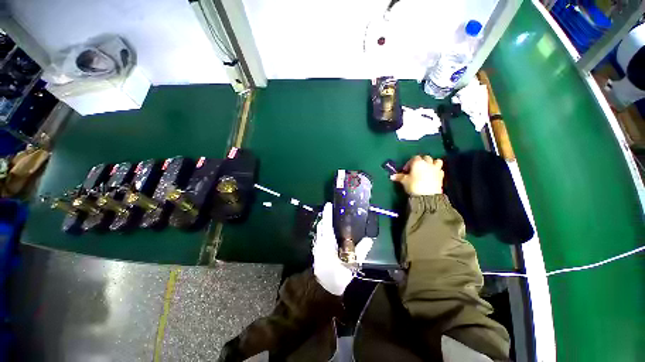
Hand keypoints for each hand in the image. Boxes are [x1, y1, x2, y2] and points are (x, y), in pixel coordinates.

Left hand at [312, 203, 372, 295]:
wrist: (323, 288)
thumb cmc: (337, 275)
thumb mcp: (351, 263)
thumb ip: (361, 251)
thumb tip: (370, 240)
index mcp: (328, 242)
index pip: (327, 223)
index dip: (327, 213)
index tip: (328, 204)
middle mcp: (321, 242)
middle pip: (321, 225)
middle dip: (325, 217)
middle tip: (332, 212)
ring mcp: (317, 247)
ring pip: (319, 231)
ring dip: (323, 224)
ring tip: (331, 221)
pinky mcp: (317, 252)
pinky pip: (319, 237)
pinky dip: (323, 232)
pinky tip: (329, 235)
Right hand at [391, 155, 443, 195]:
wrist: (427, 196)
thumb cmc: (414, 185)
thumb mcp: (404, 181)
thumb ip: (399, 177)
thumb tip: (392, 176)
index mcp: (418, 162)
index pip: (414, 158)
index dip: (409, 163)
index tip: (405, 170)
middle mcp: (428, 163)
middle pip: (425, 157)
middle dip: (421, 161)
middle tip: (415, 169)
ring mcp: (436, 169)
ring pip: (436, 161)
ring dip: (432, 163)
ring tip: (427, 169)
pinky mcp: (441, 176)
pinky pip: (440, 170)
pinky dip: (437, 171)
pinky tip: (432, 176)